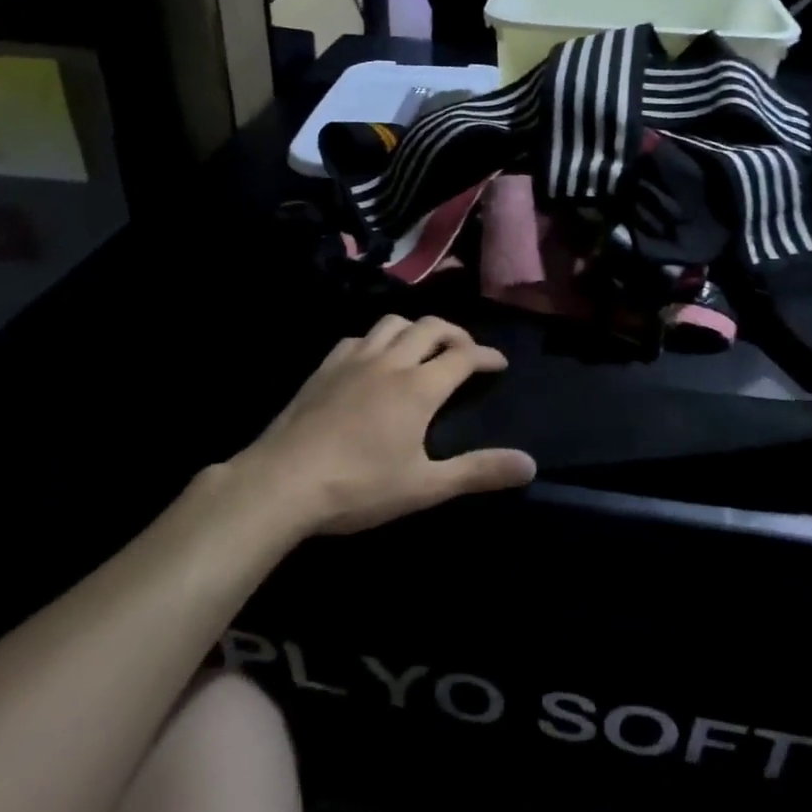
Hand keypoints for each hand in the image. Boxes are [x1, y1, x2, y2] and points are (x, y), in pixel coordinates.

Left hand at [229, 315, 536, 536]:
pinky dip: (377, 340)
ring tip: (423, 348)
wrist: (281, 482)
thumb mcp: (424, 487)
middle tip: (465, 352)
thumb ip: (478, 472)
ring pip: (393, 324)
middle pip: (431, 328)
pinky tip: (373, 360)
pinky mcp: (324, 368)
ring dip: (416, 329)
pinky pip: (358, 338)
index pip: (463, 356)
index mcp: (419, 387)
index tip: (499, 363)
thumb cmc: (358, 487)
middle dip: (455, 334)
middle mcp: (390, 362)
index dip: (486, 355)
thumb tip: (529, 464)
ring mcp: (353, 360)